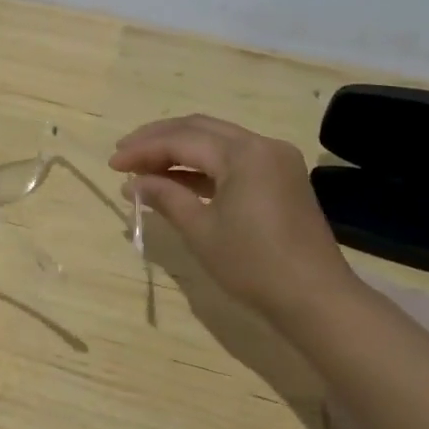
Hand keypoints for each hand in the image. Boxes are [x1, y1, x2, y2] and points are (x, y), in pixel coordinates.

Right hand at [110, 114, 360, 333]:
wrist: (316, 299)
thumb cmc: (254, 265)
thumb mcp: (201, 231)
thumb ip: (166, 197)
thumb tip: (134, 183)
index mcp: (244, 153)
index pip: (182, 139)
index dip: (143, 149)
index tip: (112, 163)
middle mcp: (262, 145)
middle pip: (199, 129)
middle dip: (158, 139)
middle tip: (124, 154)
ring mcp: (275, 160)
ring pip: (217, 141)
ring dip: (179, 151)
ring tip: (144, 168)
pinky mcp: (281, 178)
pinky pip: (233, 159)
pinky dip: (203, 166)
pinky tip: (177, 180)